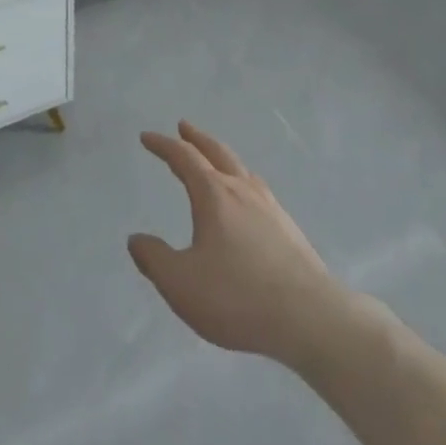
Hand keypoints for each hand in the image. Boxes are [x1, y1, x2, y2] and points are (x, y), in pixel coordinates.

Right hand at [128, 121, 341, 367]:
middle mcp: (243, 191)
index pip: (184, 158)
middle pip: (217, 153)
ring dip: (222, 158)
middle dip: (197, 139)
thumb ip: (154, 259)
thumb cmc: (237, 297)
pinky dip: (242, 181)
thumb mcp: (181, 283)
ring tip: (215, 160)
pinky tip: (247, 200)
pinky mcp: (288, 228)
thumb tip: (136, 239)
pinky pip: (257, 190)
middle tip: (184, 126)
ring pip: (241, 169)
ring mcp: (270, 207)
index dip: (163, 145)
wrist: (309, 317)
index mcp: (214, 195)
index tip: (147, 137)